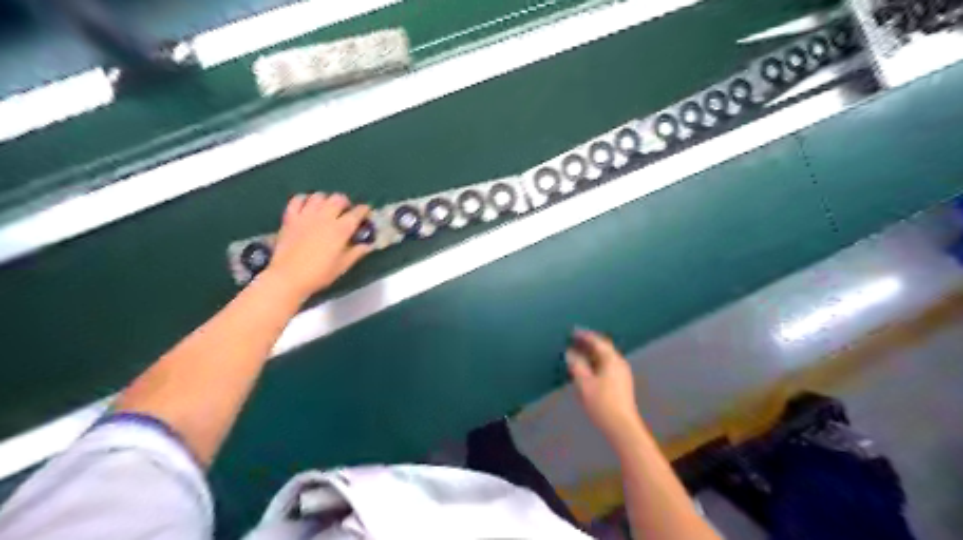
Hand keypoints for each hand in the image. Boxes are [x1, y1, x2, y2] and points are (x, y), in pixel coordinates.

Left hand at [266, 191, 372, 300]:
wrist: (288, 277)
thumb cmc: (319, 274)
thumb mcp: (342, 266)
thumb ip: (356, 252)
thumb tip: (367, 245)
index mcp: (341, 229)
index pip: (357, 213)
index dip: (364, 211)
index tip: (366, 213)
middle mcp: (325, 217)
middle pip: (338, 199)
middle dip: (345, 203)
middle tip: (346, 211)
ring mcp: (306, 215)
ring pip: (319, 196)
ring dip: (326, 200)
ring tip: (327, 208)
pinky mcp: (290, 218)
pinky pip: (297, 199)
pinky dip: (304, 199)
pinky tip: (307, 206)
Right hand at [565, 331, 642, 445]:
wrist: (622, 426)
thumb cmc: (602, 403)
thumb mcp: (584, 383)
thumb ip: (577, 365)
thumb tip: (570, 353)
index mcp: (612, 360)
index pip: (597, 342)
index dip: (584, 336)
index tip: (573, 332)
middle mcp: (619, 363)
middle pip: (603, 348)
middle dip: (589, 343)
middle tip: (574, 340)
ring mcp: (622, 374)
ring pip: (605, 358)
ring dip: (592, 354)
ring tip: (578, 353)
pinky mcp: (622, 384)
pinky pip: (607, 366)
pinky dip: (596, 363)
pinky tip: (588, 369)